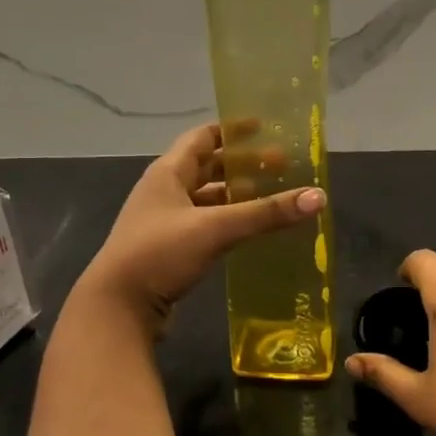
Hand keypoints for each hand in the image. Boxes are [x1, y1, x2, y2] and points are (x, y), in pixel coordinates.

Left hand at [76, 121, 324, 329]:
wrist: (117, 307)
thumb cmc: (160, 254)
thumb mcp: (215, 228)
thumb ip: (266, 213)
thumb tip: (318, 196)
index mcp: (168, 173)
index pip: (202, 137)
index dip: (232, 130)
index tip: (264, 128)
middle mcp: (164, 191)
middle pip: (207, 168)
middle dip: (242, 166)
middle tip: (280, 167)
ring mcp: (164, 222)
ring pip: (206, 199)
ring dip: (235, 196)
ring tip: (271, 198)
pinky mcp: (169, 250)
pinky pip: (204, 225)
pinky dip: (227, 222)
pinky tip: (250, 231)